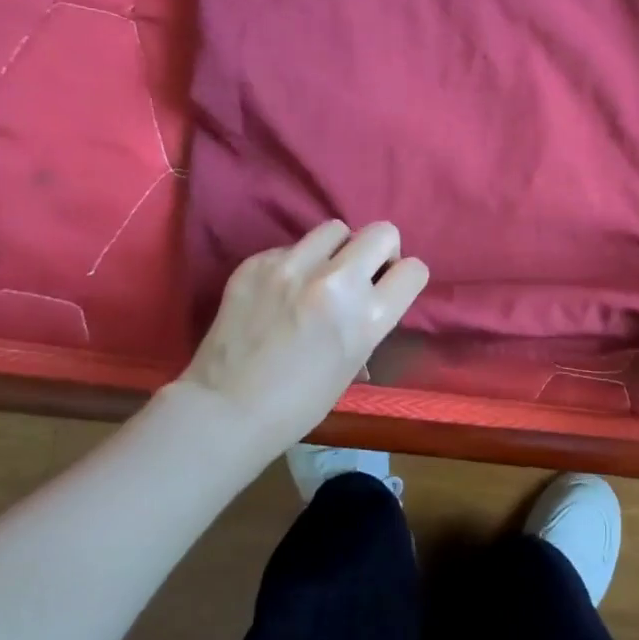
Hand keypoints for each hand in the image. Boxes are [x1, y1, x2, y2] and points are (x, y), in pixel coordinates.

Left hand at [182, 220, 428, 448]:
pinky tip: (279, 293)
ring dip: (336, 250)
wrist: (225, 410)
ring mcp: (292, 267)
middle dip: (379, 251)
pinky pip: (291, 248)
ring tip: (319, 276)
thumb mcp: (352, 362)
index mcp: (367, 317)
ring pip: (335, 229)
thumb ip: (368, 320)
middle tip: (362, 274)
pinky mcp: (256, 263)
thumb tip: (371, 297)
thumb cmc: (299, 403)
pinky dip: (294, 265)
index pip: (413, 270)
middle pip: (382, 233)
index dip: (405, 278)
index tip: (392, 287)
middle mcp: (335, 282)